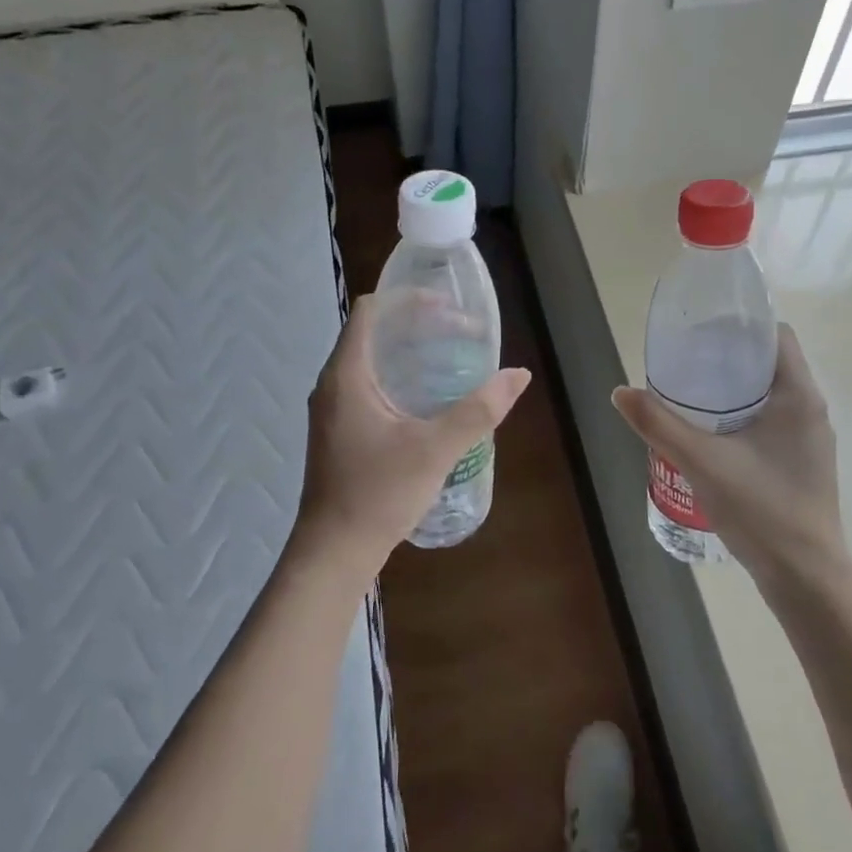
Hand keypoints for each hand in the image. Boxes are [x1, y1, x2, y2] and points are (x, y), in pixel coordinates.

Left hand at [294, 293, 530, 582]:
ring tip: (452, 358)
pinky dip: (401, 377)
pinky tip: (431, 398)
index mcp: (347, 375)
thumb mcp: (435, 449)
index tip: (449, 308)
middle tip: (461, 333)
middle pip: (375, 332)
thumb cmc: (378, 494)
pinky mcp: (341, 430)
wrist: (334, 553)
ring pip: (373, 360)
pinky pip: (371, 385)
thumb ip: (478, 410)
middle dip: (419, 325)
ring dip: (410, 351)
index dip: (409, 299)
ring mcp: (335, 408)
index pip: (372, 310)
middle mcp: (334, 383)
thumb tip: (517, 375)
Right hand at [611, 325, 846, 588]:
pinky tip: (712, 435)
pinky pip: (772, 421)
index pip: (777, 336)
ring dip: (735, 389)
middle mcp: (811, 410)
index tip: (703, 331)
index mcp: (799, 396)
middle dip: (729, 357)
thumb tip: (621, 392)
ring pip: (771, 395)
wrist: (805, 577)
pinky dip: (743, 415)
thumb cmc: (761, 510)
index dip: (742, 326)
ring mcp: (810, 440)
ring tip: (692, 394)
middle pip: (770, 364)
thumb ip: (659, 425)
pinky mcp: (803, 463)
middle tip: (687, 361)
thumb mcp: (701, 462)